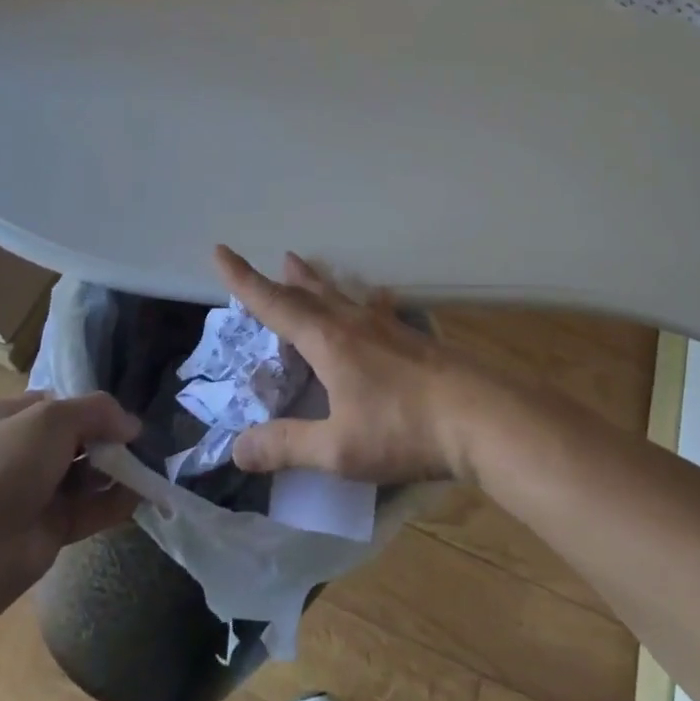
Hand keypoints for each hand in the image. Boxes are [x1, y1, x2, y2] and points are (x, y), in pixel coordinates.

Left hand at [0, 391, 141, 615]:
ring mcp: (31, 495)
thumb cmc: (4, 465)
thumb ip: (98, 411)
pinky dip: (112, 503)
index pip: (54, 404)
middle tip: (139, 443)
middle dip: (107, 440)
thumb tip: (133, 425)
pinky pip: (87, 510)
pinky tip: (139, 495)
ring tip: (147, 466)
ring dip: (114, 471)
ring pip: (82, 476)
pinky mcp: (47, 530)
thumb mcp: (53, 417)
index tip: (120, 414)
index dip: (88, 406)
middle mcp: (16, 455)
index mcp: (4, 420)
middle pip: (73, 440)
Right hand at [215, 245, 489, 482]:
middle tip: (272, 262)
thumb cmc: (402, 429)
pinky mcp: (412, 338)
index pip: (275, 303)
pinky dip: (361, 302)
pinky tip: (377, 305)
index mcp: (329, 341)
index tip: (221, 251)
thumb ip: (287, 446)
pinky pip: (374, 309)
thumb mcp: (337, 449)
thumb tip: (236, 448)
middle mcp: (354, 323)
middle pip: (310, 293)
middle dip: (283, 280)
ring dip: (318, 282)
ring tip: (304, 267)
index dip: (244, 280)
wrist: (477, 415)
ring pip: (342, 295)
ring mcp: (387, 327)